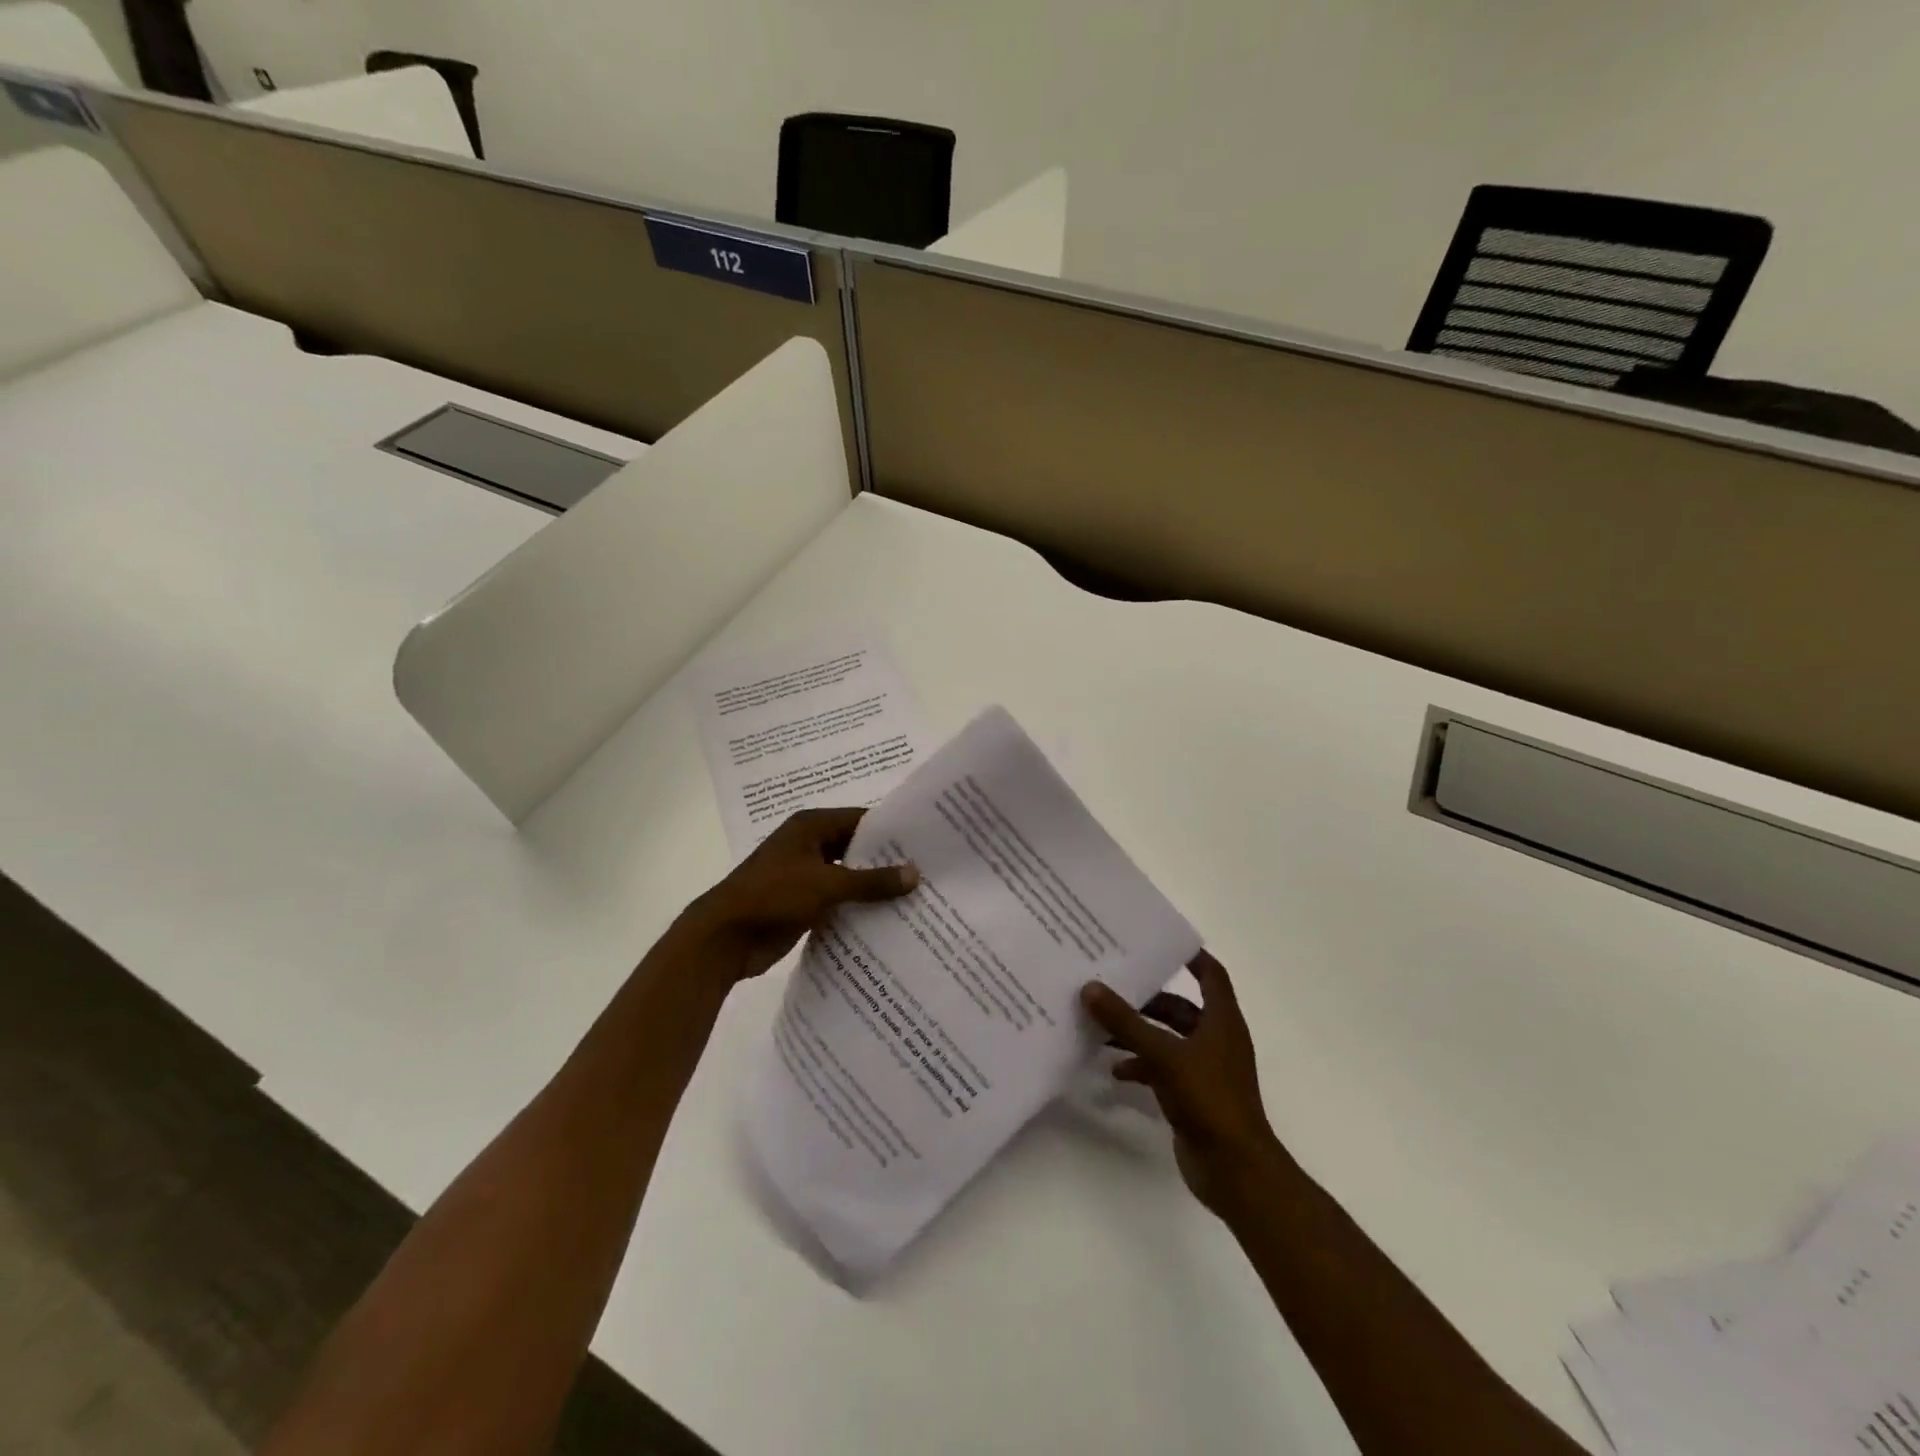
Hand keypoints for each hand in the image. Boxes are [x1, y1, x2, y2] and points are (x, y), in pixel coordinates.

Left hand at [675, 808, 918, 985]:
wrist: (724, 937)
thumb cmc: (773, 896)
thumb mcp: (827, 884)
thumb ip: (872, 881)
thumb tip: (915, 874)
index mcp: (811, 827)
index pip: (861, 820)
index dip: (891, 831)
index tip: (926, 843)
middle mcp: (809, 845)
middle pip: (856, 848)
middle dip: (887, 861)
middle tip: (928, 873)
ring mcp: (805, 875)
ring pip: (848, 876)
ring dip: (873, 888)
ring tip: (916, 898)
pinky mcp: (803, 903)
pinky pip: (838, 900)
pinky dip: (858, 908)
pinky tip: (887, 920)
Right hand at [1081, 952, 1282, 1217]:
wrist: (1235, 1170)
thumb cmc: (1209, 1100)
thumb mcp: (1163, 1055)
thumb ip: (1127, 1022)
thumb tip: (1090, 987)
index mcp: (1221, 1020)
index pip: (1210, 974)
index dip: (1189, 955)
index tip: (1157, 941)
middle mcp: (1215, 1039)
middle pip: (1180, 1007)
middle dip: (1147, 997)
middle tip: (1112, 983)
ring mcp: (1205, 1069)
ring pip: (1167, 1038)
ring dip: (1138, 1032)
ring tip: (1101, 1025)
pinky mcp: (1192, 1095)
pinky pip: (1162, 1068)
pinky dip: (1140, 1065)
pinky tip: (1113, 1070)